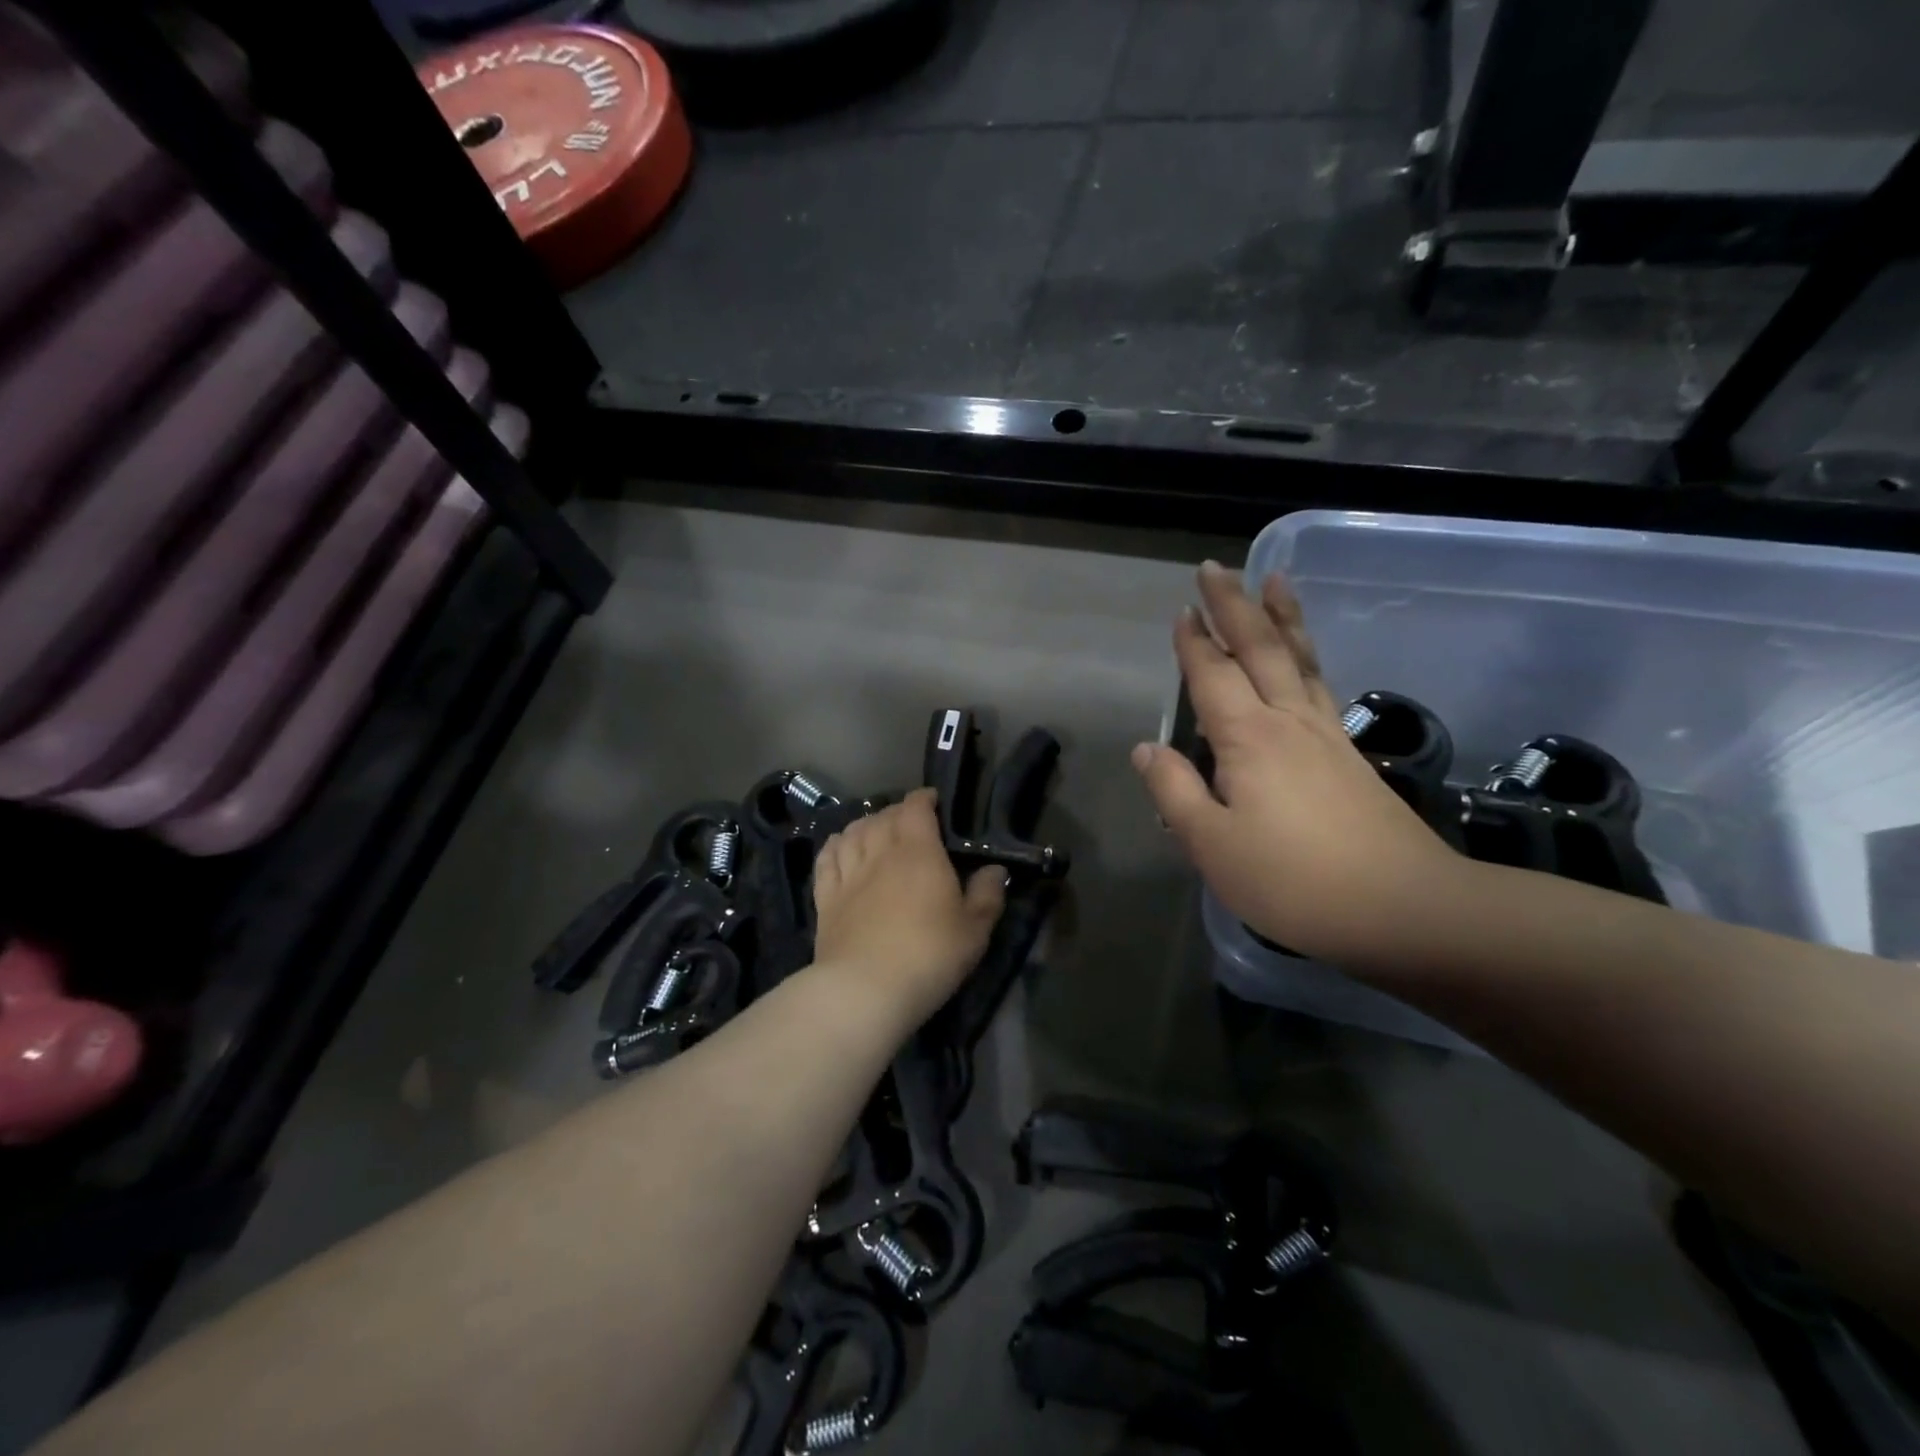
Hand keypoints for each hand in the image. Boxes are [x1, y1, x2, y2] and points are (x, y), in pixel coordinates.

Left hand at [811, 789, 1007, 1029]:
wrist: (866, 989)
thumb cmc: (929, 955)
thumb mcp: (974, 930)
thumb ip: (987, 895)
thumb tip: (995, 869)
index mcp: (919, 852)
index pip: (916, 808)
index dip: (923, 799)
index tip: (933, 801)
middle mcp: (880, 852)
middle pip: (883, 816)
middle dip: (897, 811)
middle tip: (909, 821)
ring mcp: (849, 874)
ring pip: (852, 832)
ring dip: (865, 824)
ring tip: (875, 829)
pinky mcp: (826, 898)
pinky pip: (826, 858)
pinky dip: (834, 845)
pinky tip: (840, 847)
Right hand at [1133, 562, 1468, 968]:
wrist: (1403, 908)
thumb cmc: (1292, 880)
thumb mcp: (1212, 845)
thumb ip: (1175, 791)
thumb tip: (1146, 748)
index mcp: (1248, 739)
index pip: (1211, 676)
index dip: (1193, 643)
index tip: (1181, 610)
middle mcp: (1288, 721)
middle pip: (1258, 649)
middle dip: (1233, 606)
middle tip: (1215, 568)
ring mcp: (1326, 735)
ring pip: (1298, 659)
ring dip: (1281, 617)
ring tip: (1274, 581)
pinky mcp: (1349, 755)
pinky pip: (1320, 684)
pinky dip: (1306, 655)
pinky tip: (1304, 658)